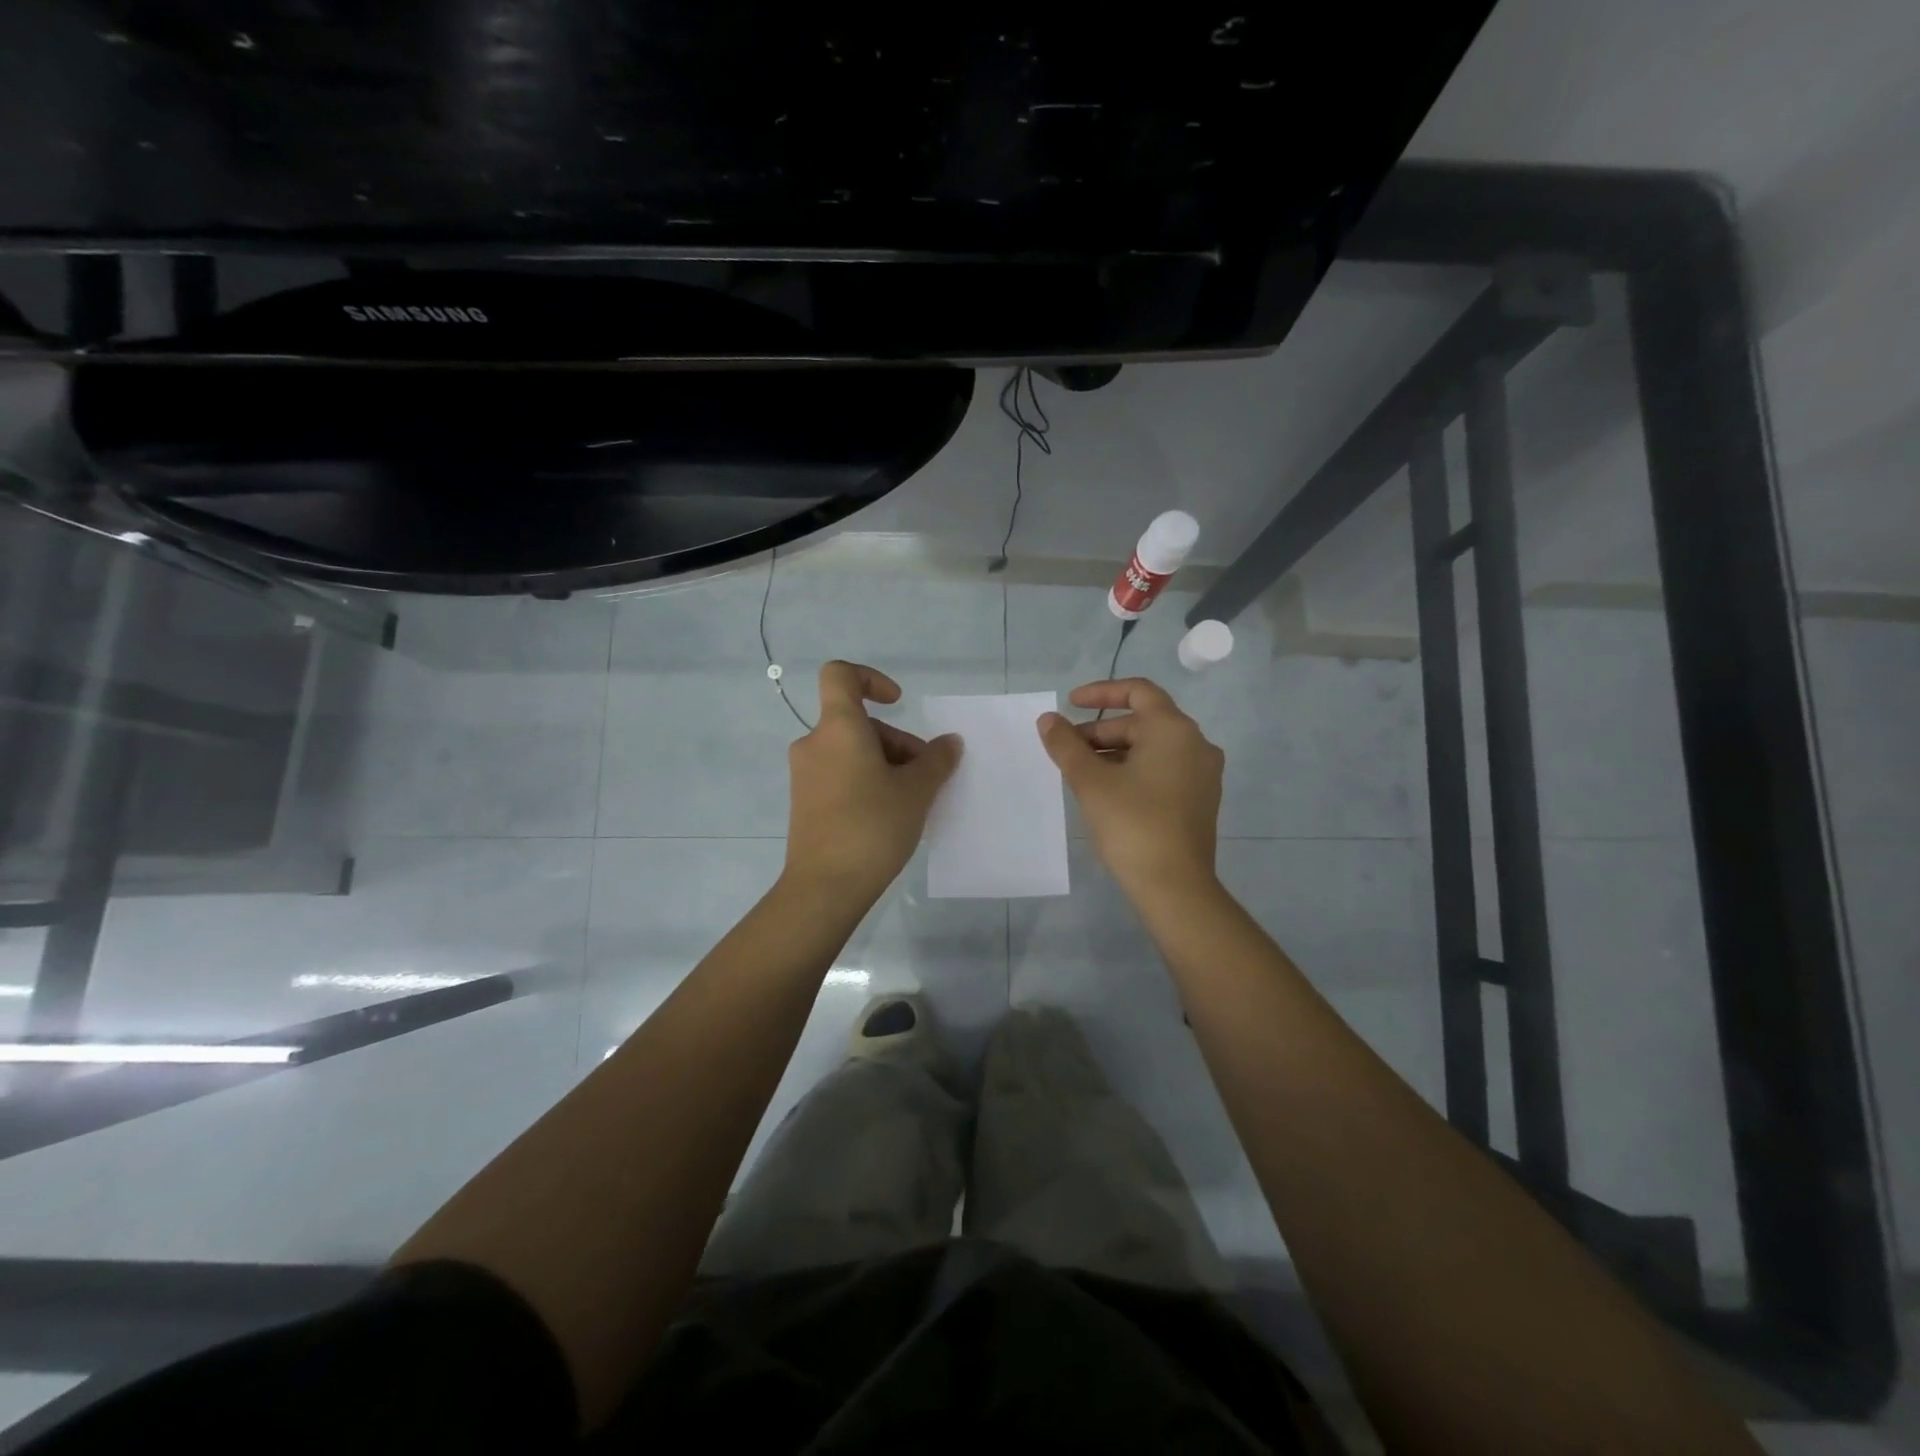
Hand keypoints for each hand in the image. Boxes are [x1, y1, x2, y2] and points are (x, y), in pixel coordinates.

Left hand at [783, 661, 961, 903]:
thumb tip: (949, 742)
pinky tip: (889, 815)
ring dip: (885, 764)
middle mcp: (815, 744)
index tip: (897, 703)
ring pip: (851, 751)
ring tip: (912, 800)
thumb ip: (936, 760)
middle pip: (858, 723)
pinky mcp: (805, 802)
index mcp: (838, 728)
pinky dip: (866, 781)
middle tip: (925, 776)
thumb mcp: (916, 791)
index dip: (871, 678)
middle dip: (896, 742)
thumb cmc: (872, 826)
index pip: (840, 675)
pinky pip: (840, 775)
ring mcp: (805, 775)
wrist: (824, 887)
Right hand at [1037, 677, 1223, 896]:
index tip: (1070, 704)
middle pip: (1143, 721)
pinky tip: (1106, 792)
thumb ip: (1066, 745)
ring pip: (1152, 748)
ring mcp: (1202, 774)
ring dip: (1114, 752)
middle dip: (1100, 730)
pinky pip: (1163, 769)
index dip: (1101, 692)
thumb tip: (1048, 720)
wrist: (1175, 886)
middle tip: (1066, 749)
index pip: (1138, 690)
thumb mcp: (1090, 781)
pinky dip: (1133, 769)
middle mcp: (1196, 744)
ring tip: (1080, 772)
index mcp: (1174, 730)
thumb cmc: (1132, 824)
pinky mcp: (1200, 800)